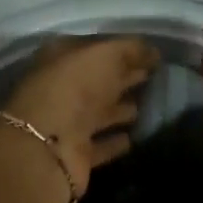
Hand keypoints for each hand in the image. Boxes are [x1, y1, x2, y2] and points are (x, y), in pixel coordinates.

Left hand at [1, 37, 160, 198]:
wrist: (49, 144)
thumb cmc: (75, 88)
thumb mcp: (106, 55)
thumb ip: (130, 50)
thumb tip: (153, 52)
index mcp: (60, 58)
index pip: (94, 50)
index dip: (121, 51)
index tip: (149, 55)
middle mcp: (60, 89)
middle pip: (96, 82)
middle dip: (122, 78)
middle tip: (151, 78)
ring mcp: (66, 123)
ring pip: (98, 113)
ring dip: (118, 111)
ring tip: (144, 108)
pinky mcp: (74, 153)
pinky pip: (99, 145)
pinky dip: (113, 142)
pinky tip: (131, 140)